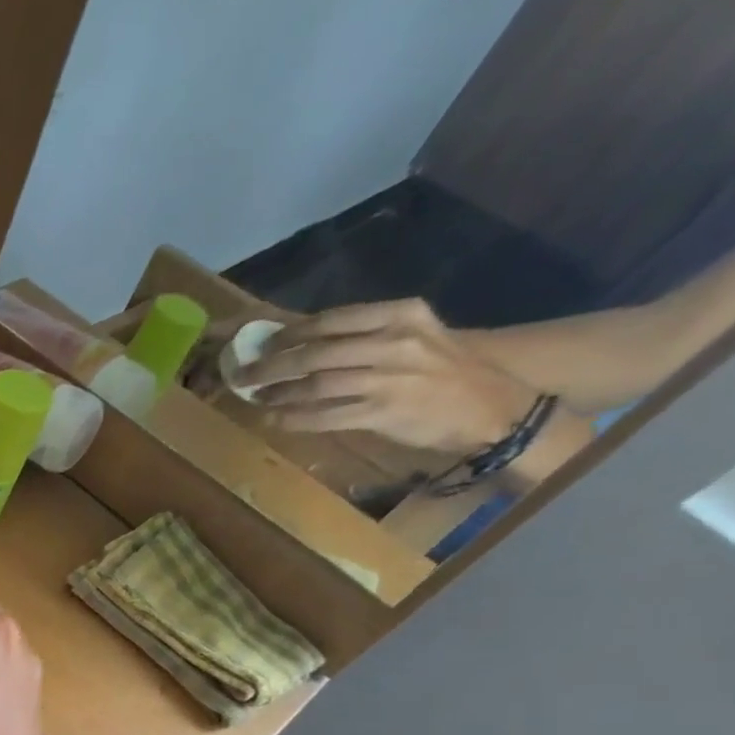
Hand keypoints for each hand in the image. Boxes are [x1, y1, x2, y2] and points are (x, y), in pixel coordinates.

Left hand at [237, 298, 537, 454]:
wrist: (491, 404)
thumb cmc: (442, 369)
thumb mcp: (413, 336)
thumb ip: (365, 336)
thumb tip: (303, 342)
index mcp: (401, 315)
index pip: (332, 319)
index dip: (290, 333)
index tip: (263, 343)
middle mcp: (394, 342)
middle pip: (316, 352)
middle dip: (272, 365)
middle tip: (243, 374)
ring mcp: (388, 379)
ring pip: (316, 385)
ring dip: (278, 393)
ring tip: (256, 398)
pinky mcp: (382, 413)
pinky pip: (325, 416)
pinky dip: (294, 418)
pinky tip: (275, 419)